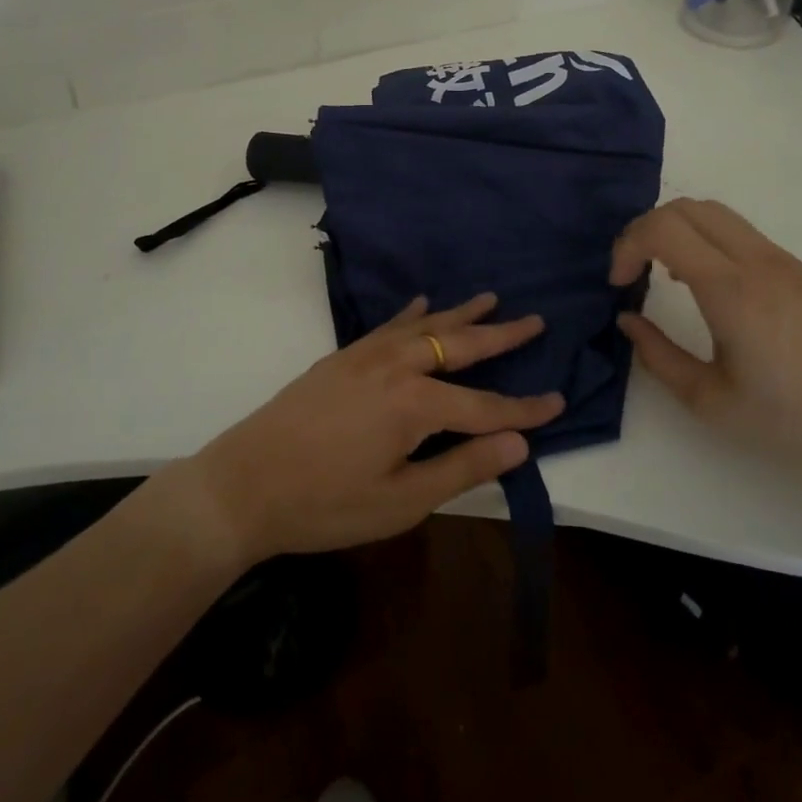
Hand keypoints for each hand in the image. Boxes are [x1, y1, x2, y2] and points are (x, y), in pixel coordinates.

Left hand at [168, 294, 559, 566]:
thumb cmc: (325, 503)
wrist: (243, 485)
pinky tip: (421, 304)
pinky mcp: (342, 357)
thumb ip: (462, 468)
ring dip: (461, 313)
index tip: (558, 401)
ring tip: (490, 298)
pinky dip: (412, 314)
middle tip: (535, 320)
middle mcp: (396, 366)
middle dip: (501, 335)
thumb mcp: (401, 502)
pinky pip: (388, 326)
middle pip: (460, 345)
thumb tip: (518, 444)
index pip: (485, 406)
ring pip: (425, 326)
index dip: (523, 409)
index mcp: (415, 403)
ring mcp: (365, 356)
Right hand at [610, 199, 801, 472]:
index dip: (627, 246)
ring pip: (712, 211)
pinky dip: (703, 237)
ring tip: (662, 273)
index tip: (618, 283)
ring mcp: (780, 259)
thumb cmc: (786, 419)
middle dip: (645, 230)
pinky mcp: (794, 268)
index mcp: (730, 289)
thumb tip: (627, 319)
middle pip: (685, 207)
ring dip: (675, 229)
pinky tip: (701, 281)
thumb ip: (657, 355)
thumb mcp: (708, 399)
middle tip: (631, 271)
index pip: (663, 229)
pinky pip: (736, 230)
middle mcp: (756, 260)